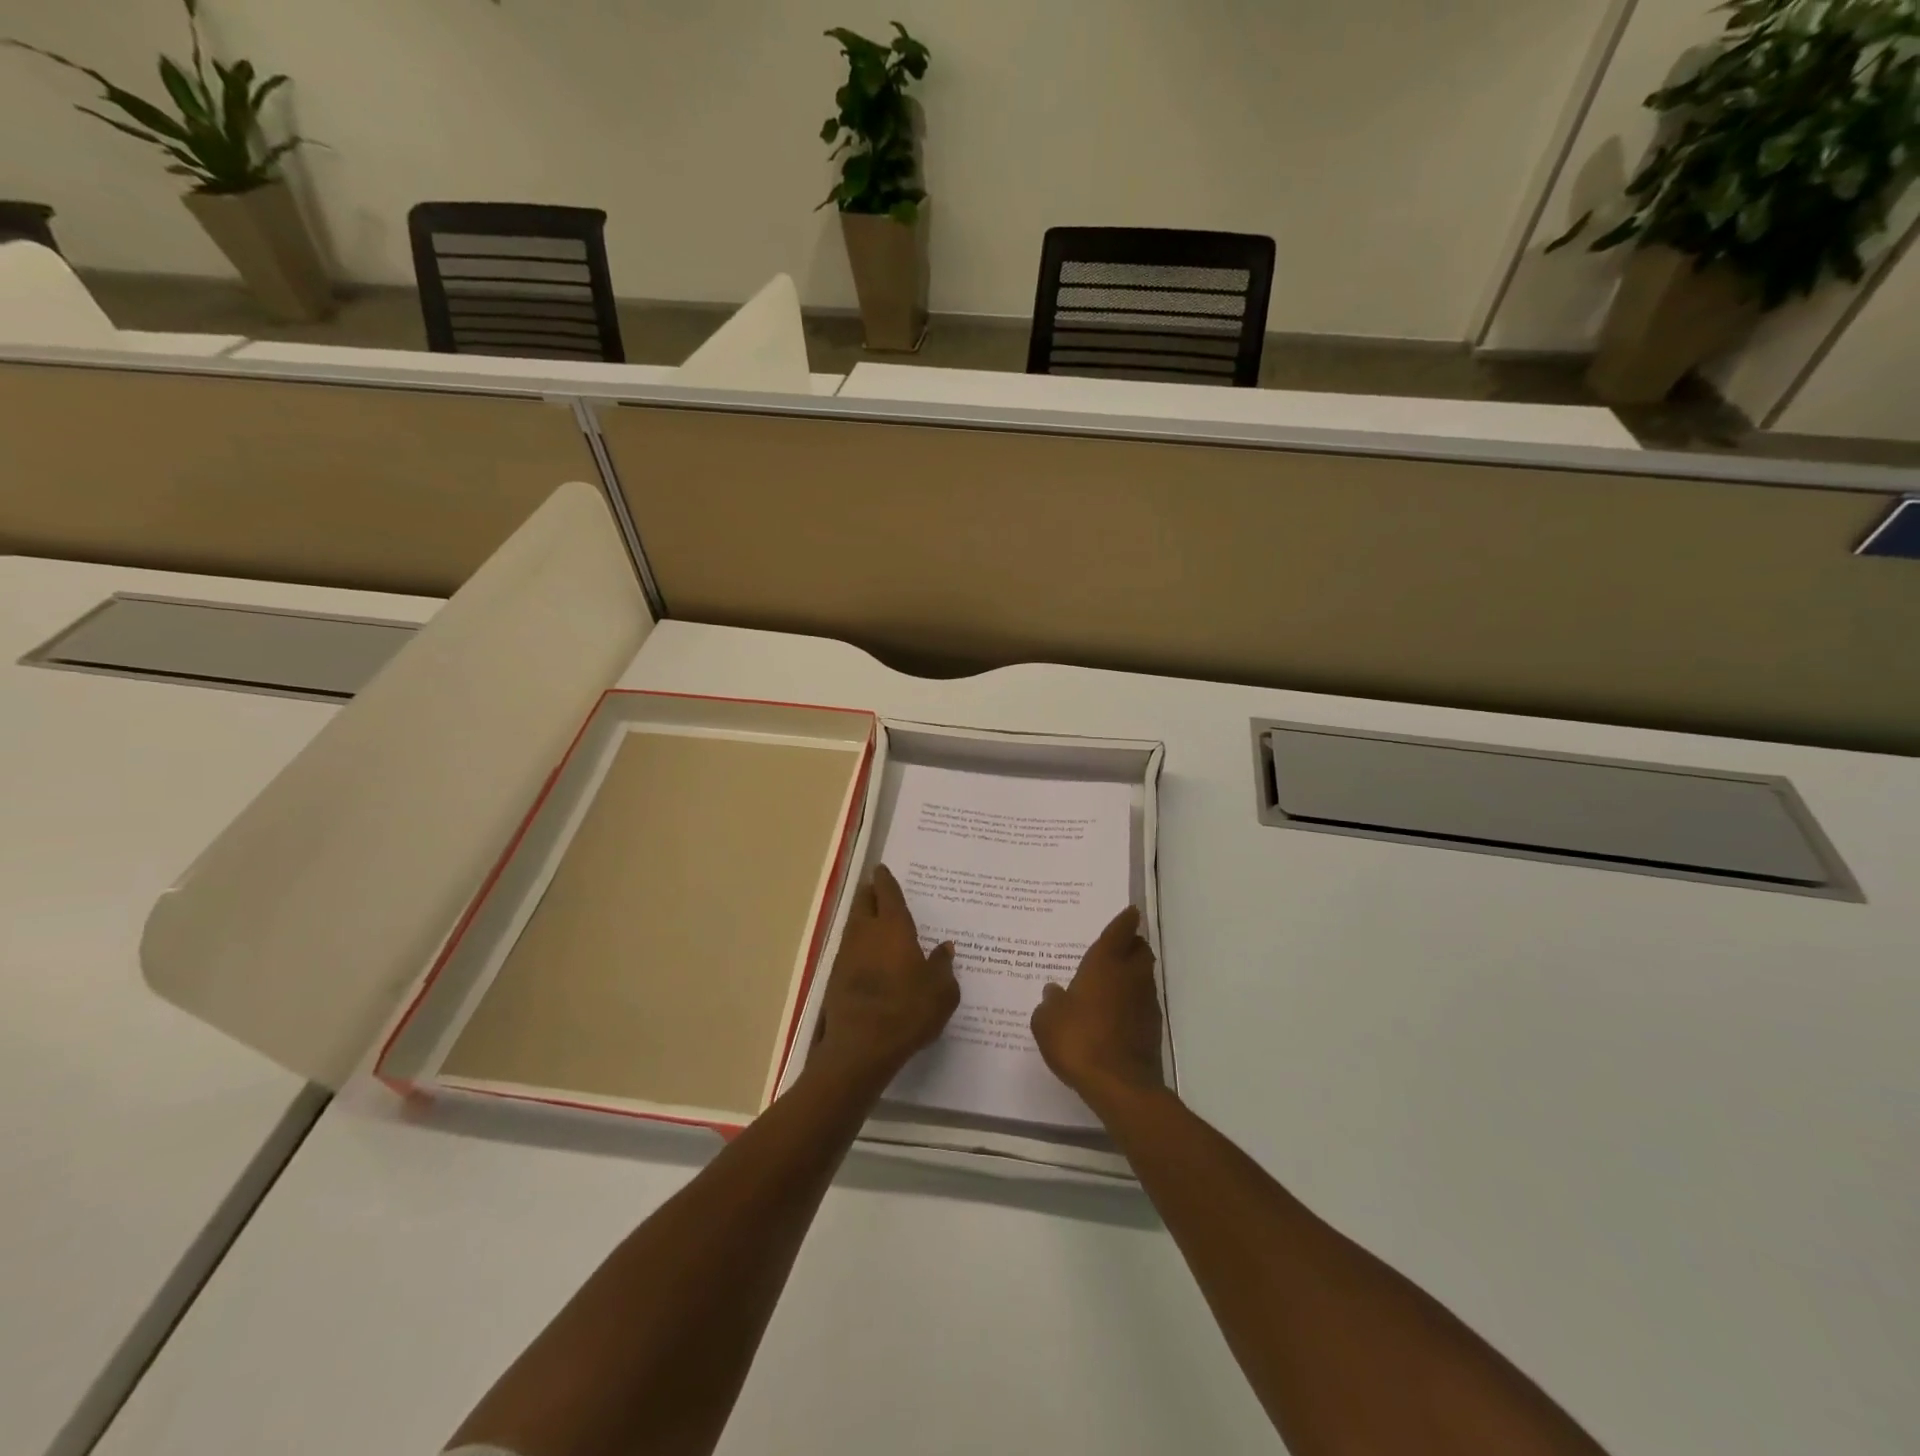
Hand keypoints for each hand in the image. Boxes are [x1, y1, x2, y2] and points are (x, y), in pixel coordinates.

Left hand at [811, 864, 959, 1093]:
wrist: (860, 1048)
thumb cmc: (908, 1012)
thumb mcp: (942, 992)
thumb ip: (943, 967)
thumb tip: (945, 949)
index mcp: (893, 927)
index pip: (887, 893)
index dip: (885, 880)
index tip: (882, 869)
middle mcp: (866, 933)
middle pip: (863, 903)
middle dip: (870, 894)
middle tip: (878, 891)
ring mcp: (846, 954)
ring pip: (853, 925)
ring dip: (862, 919)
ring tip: (875, 922)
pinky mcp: (835, 978)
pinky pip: (849, 950)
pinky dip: (859, 946)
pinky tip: (868, 957)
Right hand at [1031, 906, 1164, 1111]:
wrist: (1120, 1085)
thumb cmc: (1078, 1041)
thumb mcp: (1048, 1022)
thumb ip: (1050, 1003)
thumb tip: (1054, 992)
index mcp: (1105, 964)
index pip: (1119, 931)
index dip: (1125, 920)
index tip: (1130, 911)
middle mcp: (1130, 976)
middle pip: (1140, 950)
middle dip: (1132, 945)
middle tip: (1117, 947)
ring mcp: (1146, 1002)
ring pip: (1144, 976)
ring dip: (1133, 974)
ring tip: (1112, 982)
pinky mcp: (1153, 1027)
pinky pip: (1143, 1003)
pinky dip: (1133, 1001)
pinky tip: (1116, 1013)